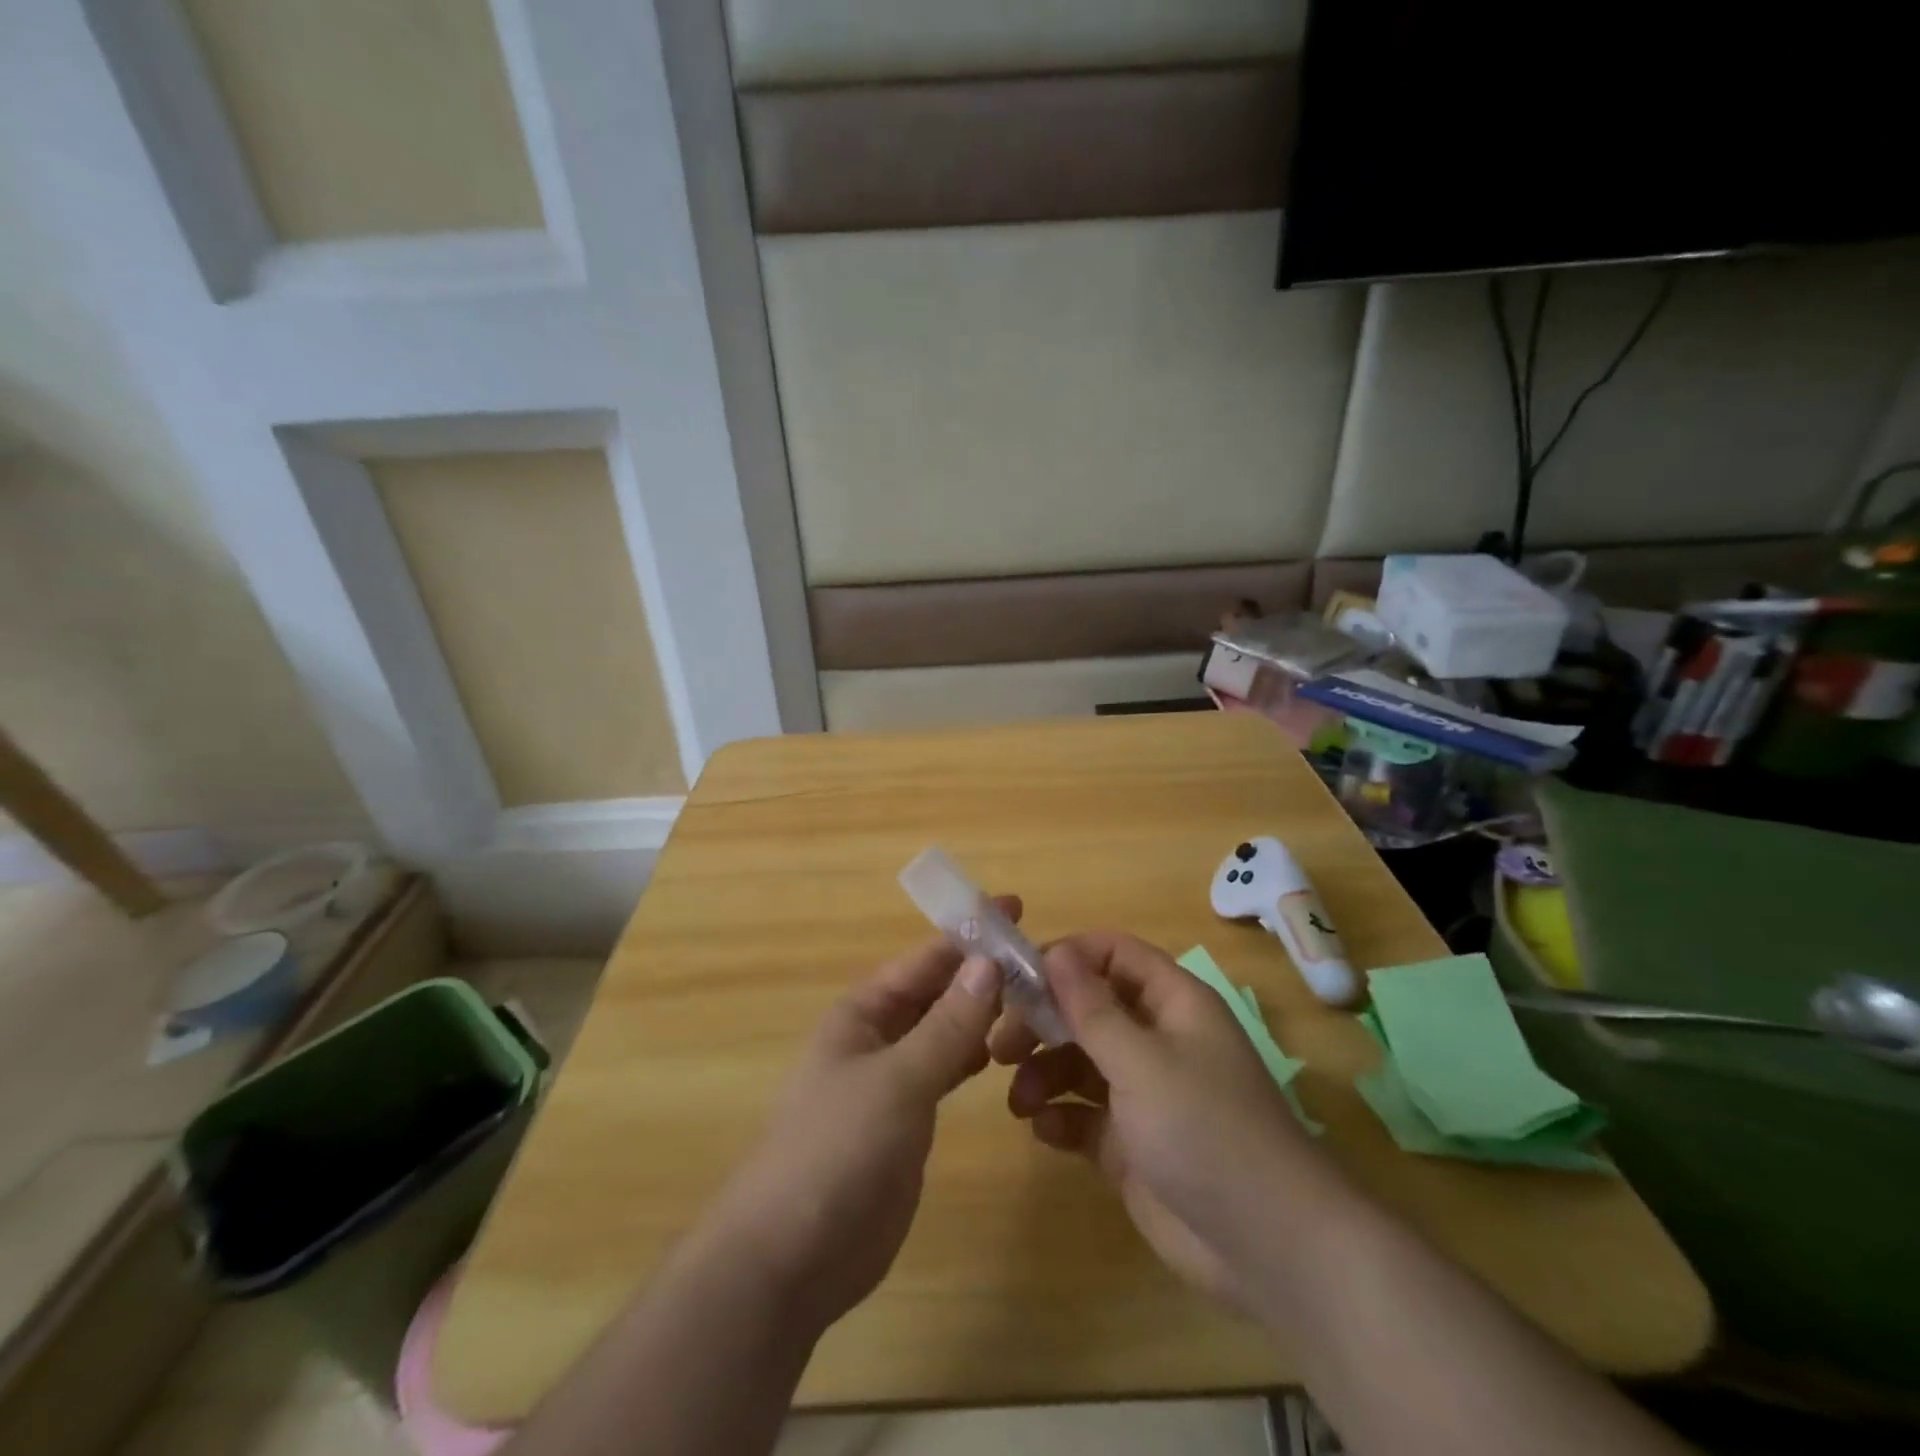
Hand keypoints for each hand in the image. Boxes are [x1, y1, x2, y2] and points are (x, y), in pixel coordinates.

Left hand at [697, 902, 1015, 1333]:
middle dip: (981, 971)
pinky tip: (1004, 1052)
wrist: (791, 1258)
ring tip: (1035, 998)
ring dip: (982, 1012)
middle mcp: (877, 1036)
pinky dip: (973, 1055)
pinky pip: (946, 1070)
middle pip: (937, 990)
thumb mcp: (897, 1080)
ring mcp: (892, 1079)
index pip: (925, 959)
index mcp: (863, 1012)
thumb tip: (988, 962)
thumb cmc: (836, 1150)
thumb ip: (947, 1024)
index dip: (969, 932)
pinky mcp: (905, 1120)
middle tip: (1041, 958)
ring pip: (945, 1030)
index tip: (1015, 907)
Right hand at [991, 932, 1350, 1309]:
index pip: (1113, 954)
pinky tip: (1044, 1129)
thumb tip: (1055, 952)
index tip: (1019, 978)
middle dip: (1044, 1022)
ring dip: (1044, 1072)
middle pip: (1089, 1008)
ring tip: (1018, 1099)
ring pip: (1080, 1061)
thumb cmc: (1206, 1130)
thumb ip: (1092, 1009)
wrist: (1268, 1248)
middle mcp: (1156, 1039)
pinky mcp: (1131, 1143)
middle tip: (1002, 1044)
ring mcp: (1144, 1092)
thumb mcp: (1143, 1062)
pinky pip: (1084, 1114)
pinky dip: (1060, 1116)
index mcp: (1172, 1003)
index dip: (1068, 957)